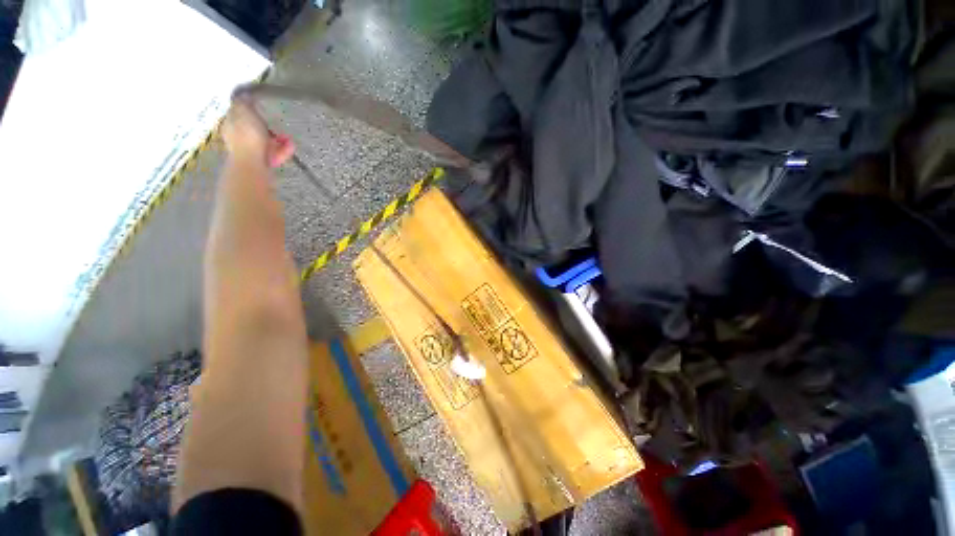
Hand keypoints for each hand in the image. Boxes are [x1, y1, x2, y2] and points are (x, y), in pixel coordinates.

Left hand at [222, 95, 294, 167]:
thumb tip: (243, 95)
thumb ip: (244, 102)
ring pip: (267, 142)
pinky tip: (291, 146)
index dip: (250, 111)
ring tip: (288, 139)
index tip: (261, 109)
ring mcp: (250, 151)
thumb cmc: (247, 136)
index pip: (239, 114)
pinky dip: (283, 149)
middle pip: (255, 129)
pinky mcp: (263, 163)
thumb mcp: (244, 111)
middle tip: (278, 126)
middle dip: (269, 127)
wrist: (253, 163)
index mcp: (230, 124)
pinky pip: (275, 153)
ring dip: (279, 140)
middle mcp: (238, 138)